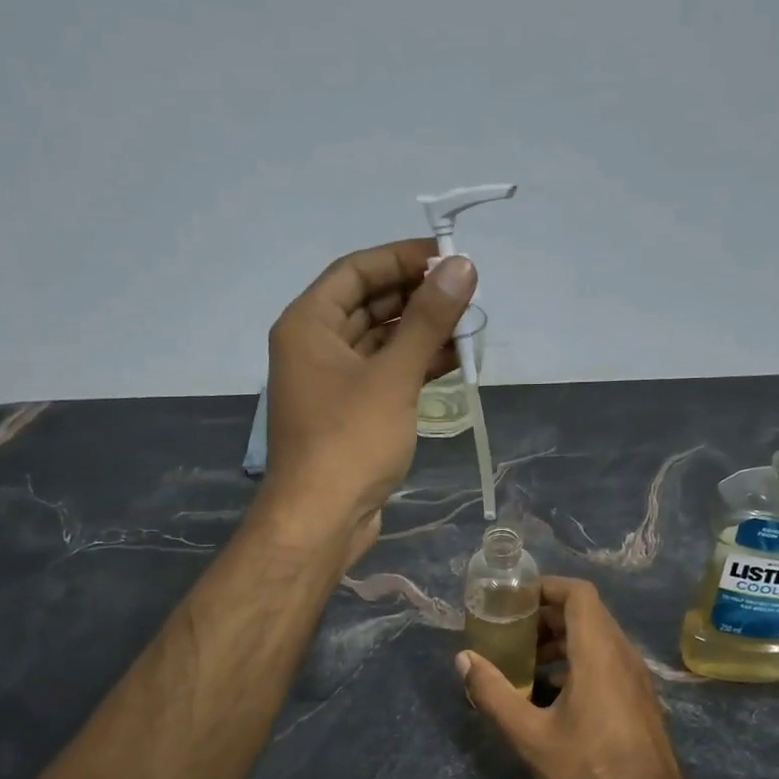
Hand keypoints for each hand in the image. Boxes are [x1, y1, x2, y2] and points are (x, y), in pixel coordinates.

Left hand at [264, 241, 477, 563]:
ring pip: (380, 341)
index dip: (401, 258)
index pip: (355, 271)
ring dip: (422, 331)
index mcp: (308, 325)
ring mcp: (333, 383)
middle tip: (467, 291)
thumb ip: (428, 320)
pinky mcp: (351, 414)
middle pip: (369, 304)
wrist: (321, 520)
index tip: (449, 258)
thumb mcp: (393, 376)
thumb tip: (462, 266)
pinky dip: (416, 365)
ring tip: (470, 322)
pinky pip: (385, 374)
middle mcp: (315, 347)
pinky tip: (455, 359)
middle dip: (417, 296)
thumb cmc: (350, 441)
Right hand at [457, 577, 694, 778]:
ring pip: (597, 638)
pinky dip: (576, 660)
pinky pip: (606, 660)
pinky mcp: (638, 699)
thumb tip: (464, 659)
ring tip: (525, 662)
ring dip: (560, 640)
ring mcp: (635, 678)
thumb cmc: (590, 774)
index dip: (546, 586)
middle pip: (587, 613)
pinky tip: (550, 692)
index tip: (514, 598)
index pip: (579, 594)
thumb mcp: (531, 737)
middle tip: (510, 630)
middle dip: (546, 614)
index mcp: (599, 654)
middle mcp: (622, 656)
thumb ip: (493, 694)